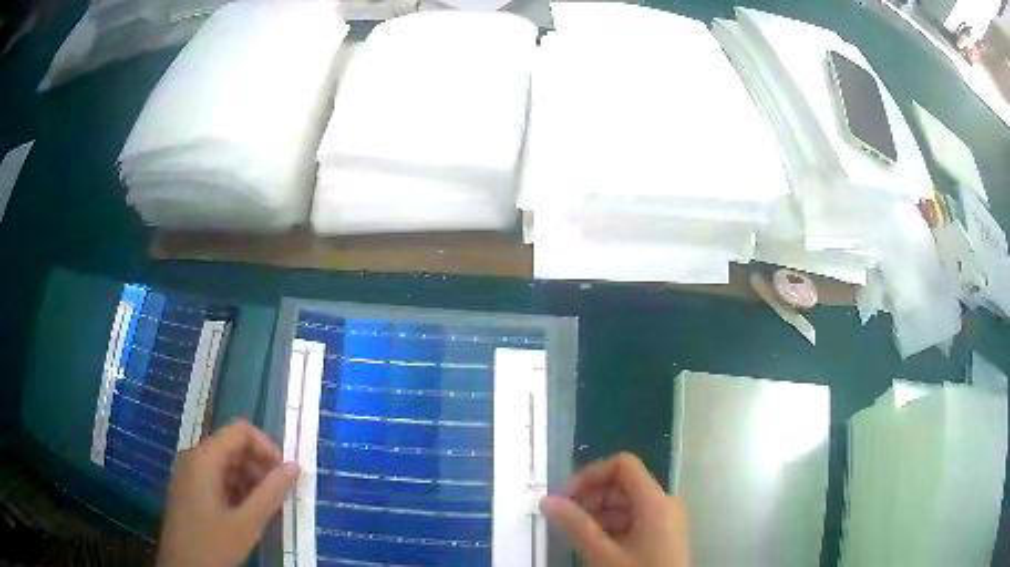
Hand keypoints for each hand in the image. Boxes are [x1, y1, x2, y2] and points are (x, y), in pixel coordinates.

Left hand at [156, 420, 298, 566]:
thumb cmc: (212, 545)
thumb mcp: (246, 524)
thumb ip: (271, 493)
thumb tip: (295, 467)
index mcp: (203, 458)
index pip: (240, 431)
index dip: (267, 447)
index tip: (285, 474)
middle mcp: (194, 458)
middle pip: (233, 447)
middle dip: (260, 467)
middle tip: (279, 496)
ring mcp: (190, 474)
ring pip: (227, 465)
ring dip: (250, 481)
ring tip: (266, 509)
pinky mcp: (190, 490)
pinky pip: (217, 479)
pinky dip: (237, 490)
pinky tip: (247, 514)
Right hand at [541, 452, 689, 566]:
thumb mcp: (604, 555)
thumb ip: (576, 526)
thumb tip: (547, 500)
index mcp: (655, 501)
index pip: (623, 465)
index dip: (591, 474)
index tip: (566, 497)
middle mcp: (664, 503)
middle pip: (624, 483)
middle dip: (592, 496)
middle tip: (566, 519)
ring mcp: (665, 520)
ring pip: (627, 503)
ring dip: (599, 513)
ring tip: (578, 535)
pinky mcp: (662, 535)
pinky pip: (634, 519)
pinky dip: (612, 526)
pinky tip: (597, 545)